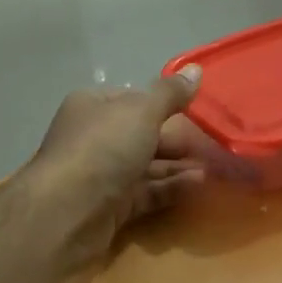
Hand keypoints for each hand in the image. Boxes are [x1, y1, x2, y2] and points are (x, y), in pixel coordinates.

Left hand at [24, 66, 206, 266]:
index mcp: (93, 107)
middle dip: (176, 139)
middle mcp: (94, 138)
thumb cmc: (104, 148)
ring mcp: (101, 175)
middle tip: (212, 142)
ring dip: (178, 166)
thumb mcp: (142, 112)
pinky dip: (170, 188)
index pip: (133, 99)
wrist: (68, 212)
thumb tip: (196, 70)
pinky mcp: (110, 207)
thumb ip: (171, 94)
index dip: (163, 103)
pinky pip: (146, 193)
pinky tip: (198, 185)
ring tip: (213, 167)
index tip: (196, 110)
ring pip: (146, 166)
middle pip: (141, 134)